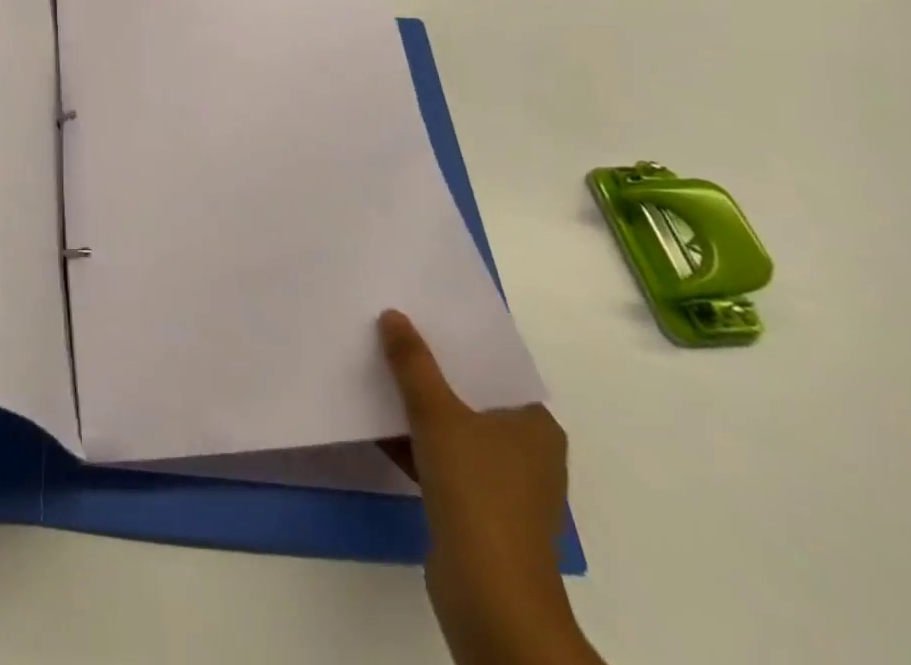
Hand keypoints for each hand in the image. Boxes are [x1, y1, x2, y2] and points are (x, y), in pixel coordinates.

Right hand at [378, 310, 600, 664]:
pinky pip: (442, 460)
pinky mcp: (478, 512)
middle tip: (389, 337)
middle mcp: (527, 452)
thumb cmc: (477, 492)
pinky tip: (376, 426)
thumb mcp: (437, 414)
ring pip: (453, 429)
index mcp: (535, 426)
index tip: (417, 316)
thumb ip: (413, 363)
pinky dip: (414, 444)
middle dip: (429, 372)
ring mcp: (503, 486)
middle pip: (470, 397)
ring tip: (375, 374)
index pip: (493, 369)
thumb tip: (394, 315)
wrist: (489, 595)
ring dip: (417, 409)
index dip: (455, 342)